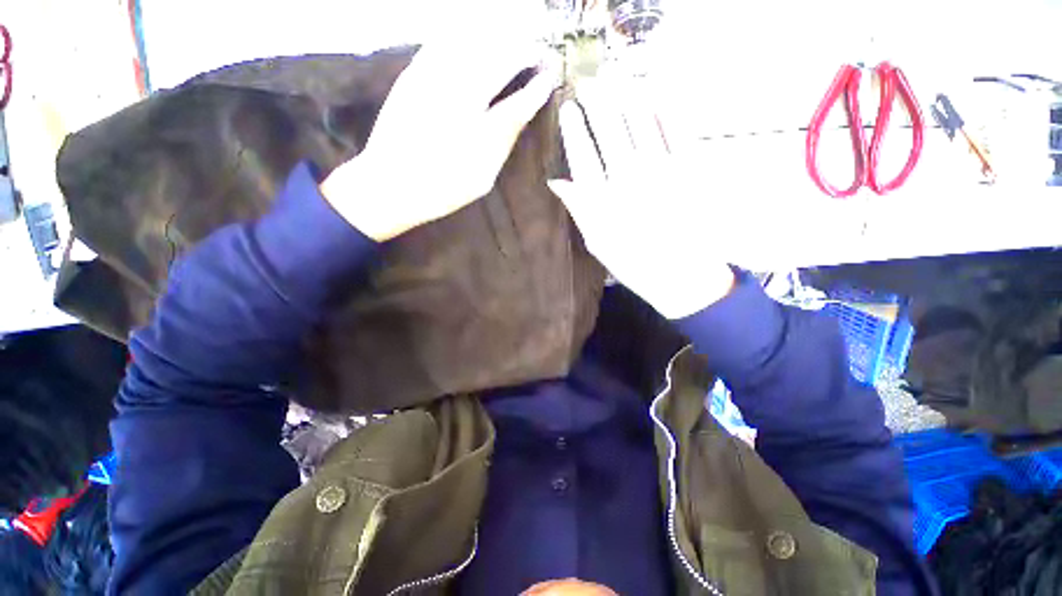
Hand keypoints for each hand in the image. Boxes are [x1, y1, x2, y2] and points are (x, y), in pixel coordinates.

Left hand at [321, 30, 558, 241]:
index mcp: (479, 132)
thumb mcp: (481, 176)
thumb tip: (523, 112)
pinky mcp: (413, 74)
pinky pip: (443, 41)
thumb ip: (503, 142)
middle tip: (537, 51)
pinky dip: (465, 33)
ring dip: (498, 36)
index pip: (517, 100)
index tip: (550, 75)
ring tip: (513, 38)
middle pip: (498, 59)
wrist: (389, 184)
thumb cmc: (442, 188)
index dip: (538, 85)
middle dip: (522, 49)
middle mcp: (458, 97)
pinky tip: (476, 36)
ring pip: (472, 41)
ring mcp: (432, 80)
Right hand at [548, 77, 734, 318]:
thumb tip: (556, 181)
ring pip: (642, 122)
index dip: (574, 128)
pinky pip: (677, 130)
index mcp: (604, 200)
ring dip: (627, 95)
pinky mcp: (691, 169)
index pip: (583, 154)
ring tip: (617, 79)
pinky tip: (655, 95)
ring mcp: (663, 170)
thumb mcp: (598, 242)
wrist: (683, 275)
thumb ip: (579, 209)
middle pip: (610, 130)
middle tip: (589, 82)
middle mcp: (630, 179)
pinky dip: (665, 109)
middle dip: (597, 101)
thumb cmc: (634, 263)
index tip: (568, 108)